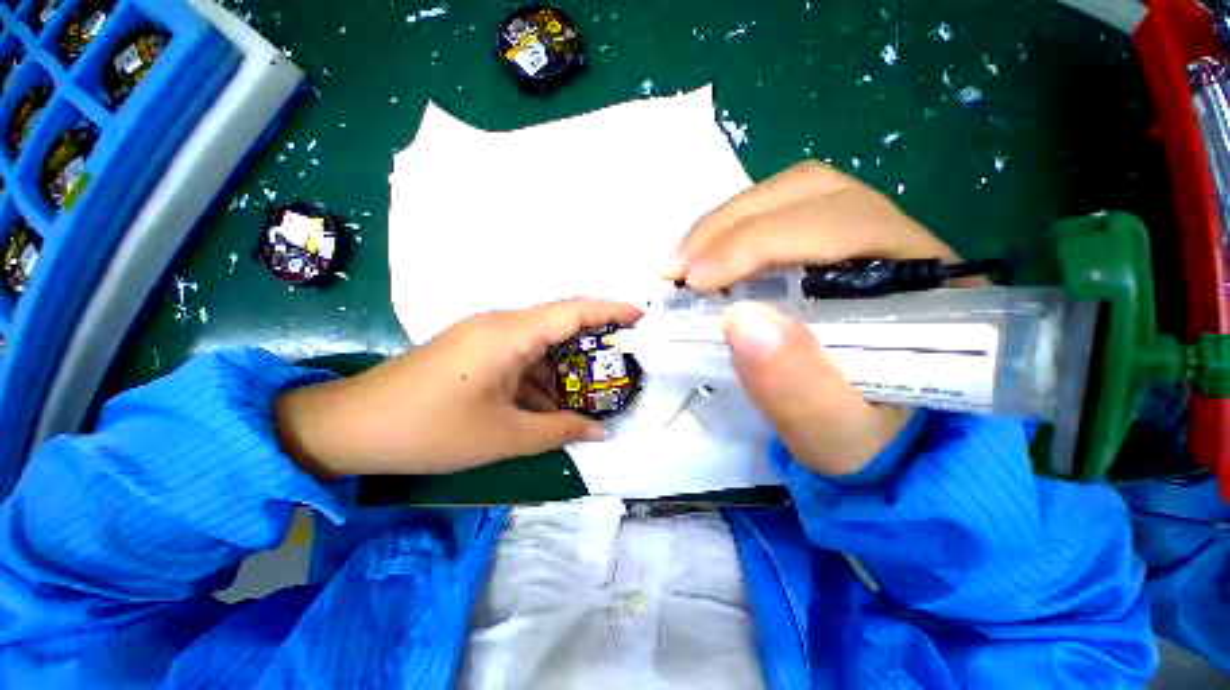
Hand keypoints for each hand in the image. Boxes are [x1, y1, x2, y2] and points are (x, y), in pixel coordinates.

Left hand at [275, 299, 641, 478]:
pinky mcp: (476, 351)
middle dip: (594, 344)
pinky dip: (540, 378)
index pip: (574, 311)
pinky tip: (550, 404)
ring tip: (589, 395)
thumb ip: (559, 432)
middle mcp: (502, 325)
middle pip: (561, 324)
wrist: (352, 427)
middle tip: (622, 364)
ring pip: (541, 345)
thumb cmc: (431, 430)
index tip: (641, 318)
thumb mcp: (505, 436)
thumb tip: (600, 434)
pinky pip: (521, 357)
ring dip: (564, 369)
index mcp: (510, 334)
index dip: (611, 311)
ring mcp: (486, 336)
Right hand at [663, 161, 957, 477]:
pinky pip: (782, 211)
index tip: (695, 280)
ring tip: (685, 262)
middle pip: (812, 195)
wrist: (877, 437)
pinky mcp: (832, 246)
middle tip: (677, 269)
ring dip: (727, 223)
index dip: (758, 242)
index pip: (840, 228)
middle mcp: (901, 242)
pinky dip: (733, 229)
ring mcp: (864, 236)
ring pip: (793, 195)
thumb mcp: (836, 434)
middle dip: (730, 226)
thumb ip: (798, 388)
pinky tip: (707, 259)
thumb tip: (739, 321)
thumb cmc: (864, 440)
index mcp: (925, 286)